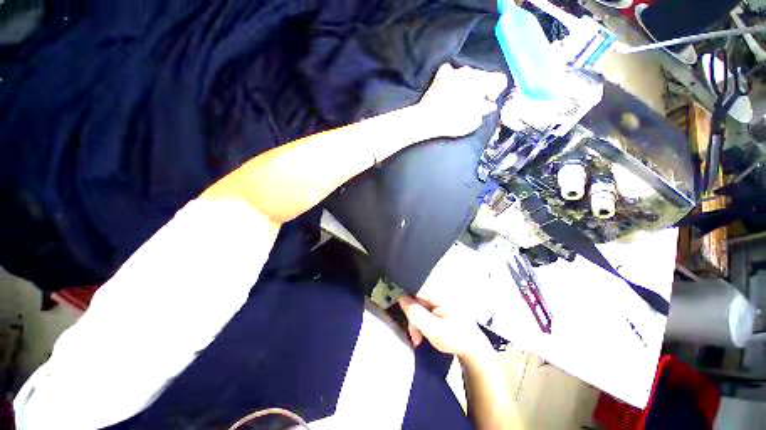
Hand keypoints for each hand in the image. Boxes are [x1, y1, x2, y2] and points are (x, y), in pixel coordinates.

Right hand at [398, 295, 488, 358]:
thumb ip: (415, 312)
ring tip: (419, 337)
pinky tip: (424, 330)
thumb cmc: (455, 338)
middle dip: (412, 315)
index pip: (415, 285)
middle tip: (415, 335)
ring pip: (418, 301)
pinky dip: (422, 316)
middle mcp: (439, 287)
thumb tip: (401, 297)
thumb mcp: (432, 330)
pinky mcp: (440, 299)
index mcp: (439, 291)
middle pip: (415, 295)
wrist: (472, 345)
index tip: (405, 313)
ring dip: (416, 319)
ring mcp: (440, 293)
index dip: (406, 296)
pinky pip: (424, 304)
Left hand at [417, 64, 507, 137]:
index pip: (499, 79)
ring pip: (468, 74)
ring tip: (459, 98)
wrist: (427, 119)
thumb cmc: (451, 123)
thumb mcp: (472, 122)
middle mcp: (470, 71)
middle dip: (481, 88)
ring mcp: (455, 70)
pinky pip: (452, 72)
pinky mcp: (441, 74)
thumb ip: (484, 111)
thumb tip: (488, 105)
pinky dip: (453, 79)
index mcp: (481, 82)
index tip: (488, 100)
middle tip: (473, 102)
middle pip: (482, 76)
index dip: (496, 91)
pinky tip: (449, 89)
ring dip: (467, 84)